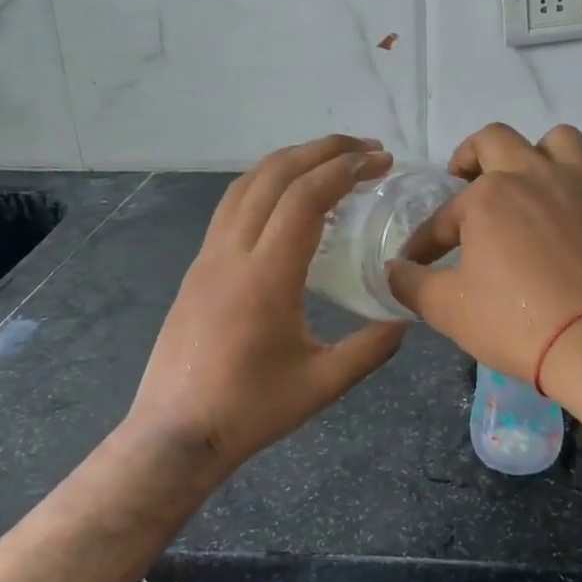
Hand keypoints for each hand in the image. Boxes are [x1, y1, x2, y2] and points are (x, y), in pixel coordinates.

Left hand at [127, 135, 407, 469]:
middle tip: (367, 148)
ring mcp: (207, 256)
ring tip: (330, 160)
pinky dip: (265, 182)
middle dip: (323, 150)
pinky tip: (286, 197)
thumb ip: (370, 347)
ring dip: (291, 160)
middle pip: (275, 175)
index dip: (346, 169)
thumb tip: (406, 316)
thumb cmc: (250, 410)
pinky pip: (231, 205)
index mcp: (265, 277)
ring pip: (246, 184)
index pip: (305, 198)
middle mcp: (231, 253)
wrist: (175, 433)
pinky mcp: (197, 267)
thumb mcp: (322, 383)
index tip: (381, 162)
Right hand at [387, 123, 581, 393]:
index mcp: (490, 194)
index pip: (445, 213)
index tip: (418, 261)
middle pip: (498, 139)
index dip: (426, 239)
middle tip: (466, 181)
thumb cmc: (515, 322)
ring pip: (562, 142)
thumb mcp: (447, 308)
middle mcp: (538, 175)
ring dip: (540, 155)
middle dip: (473, 156)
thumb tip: (393, 271)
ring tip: (530, 183)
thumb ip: (411, 283)